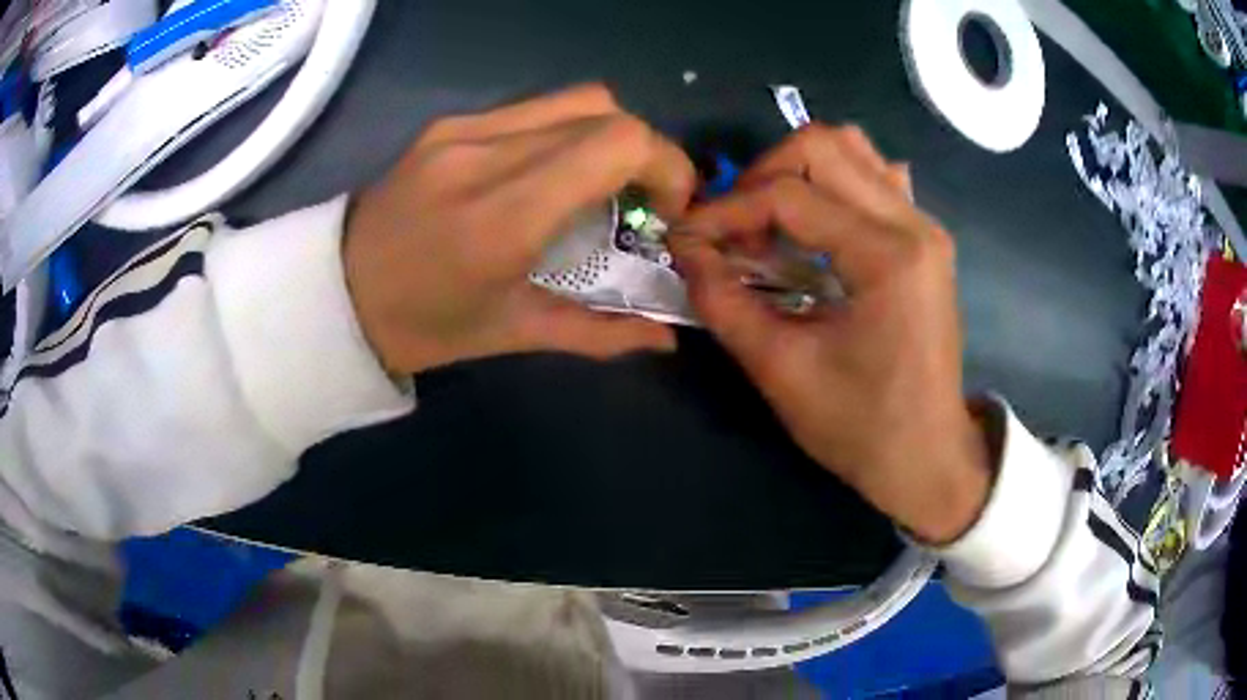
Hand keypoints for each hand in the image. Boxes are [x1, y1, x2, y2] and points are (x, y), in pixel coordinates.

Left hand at [344, 85, 695, 373]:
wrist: (334, 294)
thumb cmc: (422, 328)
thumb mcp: (513, 336)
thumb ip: (601, 334)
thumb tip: (669, 339)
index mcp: (504, 216)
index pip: (619, 143)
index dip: (667, 166)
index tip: (666, 210)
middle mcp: (486, 153)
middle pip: (607, 110)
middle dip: (646, 153)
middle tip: (640, 201)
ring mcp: (463, 129)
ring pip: (574, 99)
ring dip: (608, 136)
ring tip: (600, 184)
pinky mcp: (447, 123)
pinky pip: (533, 108)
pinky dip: (566, 132)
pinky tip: (551, 173)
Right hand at [669, 125, 991, 543]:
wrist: (928, 459)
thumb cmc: (861, 428)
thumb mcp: (781, 370)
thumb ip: (724, 302)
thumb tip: (685, 249)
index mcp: (887, 256)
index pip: (791, 196)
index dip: (728, 210)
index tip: (688, 239)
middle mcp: (914, 223)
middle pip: (823, 145)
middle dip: (762, 175)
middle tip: (733, 226)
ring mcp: (925, 226)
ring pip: (853, 150)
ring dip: (797, 171)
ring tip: (768, 220)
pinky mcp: (925, 240)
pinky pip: (877, 178)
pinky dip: (835, 183)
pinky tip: (817, 223)